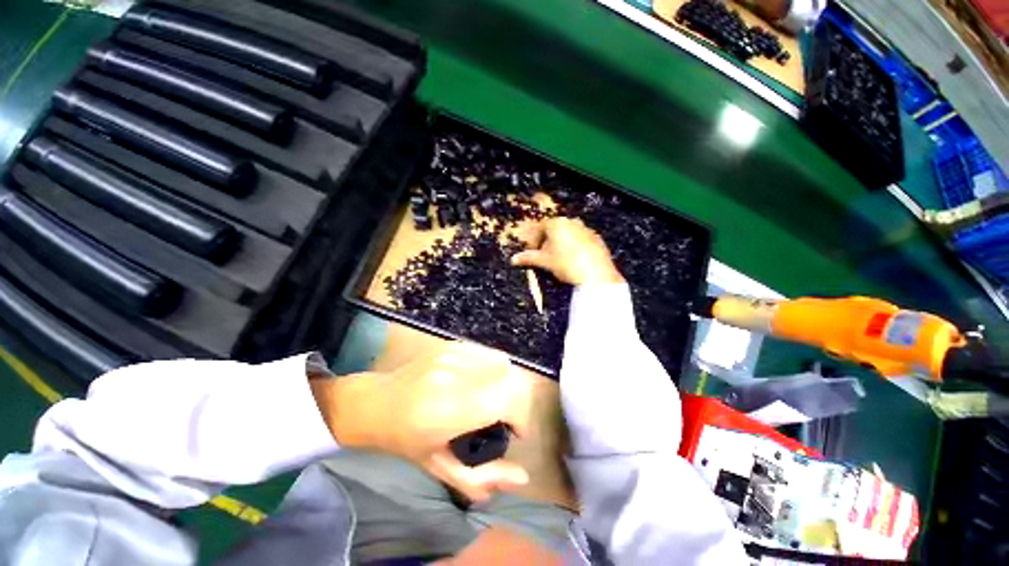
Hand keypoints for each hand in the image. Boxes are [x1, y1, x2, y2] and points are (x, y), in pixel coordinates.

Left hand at [313, 343, 534, 501]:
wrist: (377, 402)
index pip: (504, 400)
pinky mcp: (450, 344)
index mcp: (446, 410)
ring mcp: (451, 355)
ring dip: (508, 382)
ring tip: (496, 398)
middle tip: (506, 417)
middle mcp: (452, 376)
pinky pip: (487, 352)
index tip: (516, 432)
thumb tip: (523, 476)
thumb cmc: (406, 441)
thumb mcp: (440, 467)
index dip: (521, 416)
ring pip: (501, 361)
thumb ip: (482, 478)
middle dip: (518, 401)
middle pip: (508, 377)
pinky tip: (483, 381)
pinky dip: (494, 368)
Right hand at [511, 218, 623, 284]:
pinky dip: (575, 247)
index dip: (535, 240)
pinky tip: (575, 261)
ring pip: (569, 234)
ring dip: (562, 244)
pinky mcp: (597, 239)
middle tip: (546, 256)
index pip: (541, 228)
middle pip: (555, 230)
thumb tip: (513, 259)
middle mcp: (572, 222)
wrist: (595, 273)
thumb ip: (529, 258)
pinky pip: (581, 240)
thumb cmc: (566, 263)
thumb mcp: (545, 261)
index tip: (533, 252)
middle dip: (548, 242)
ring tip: (560, 260)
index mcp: (557, 224)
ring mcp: (586, 229)